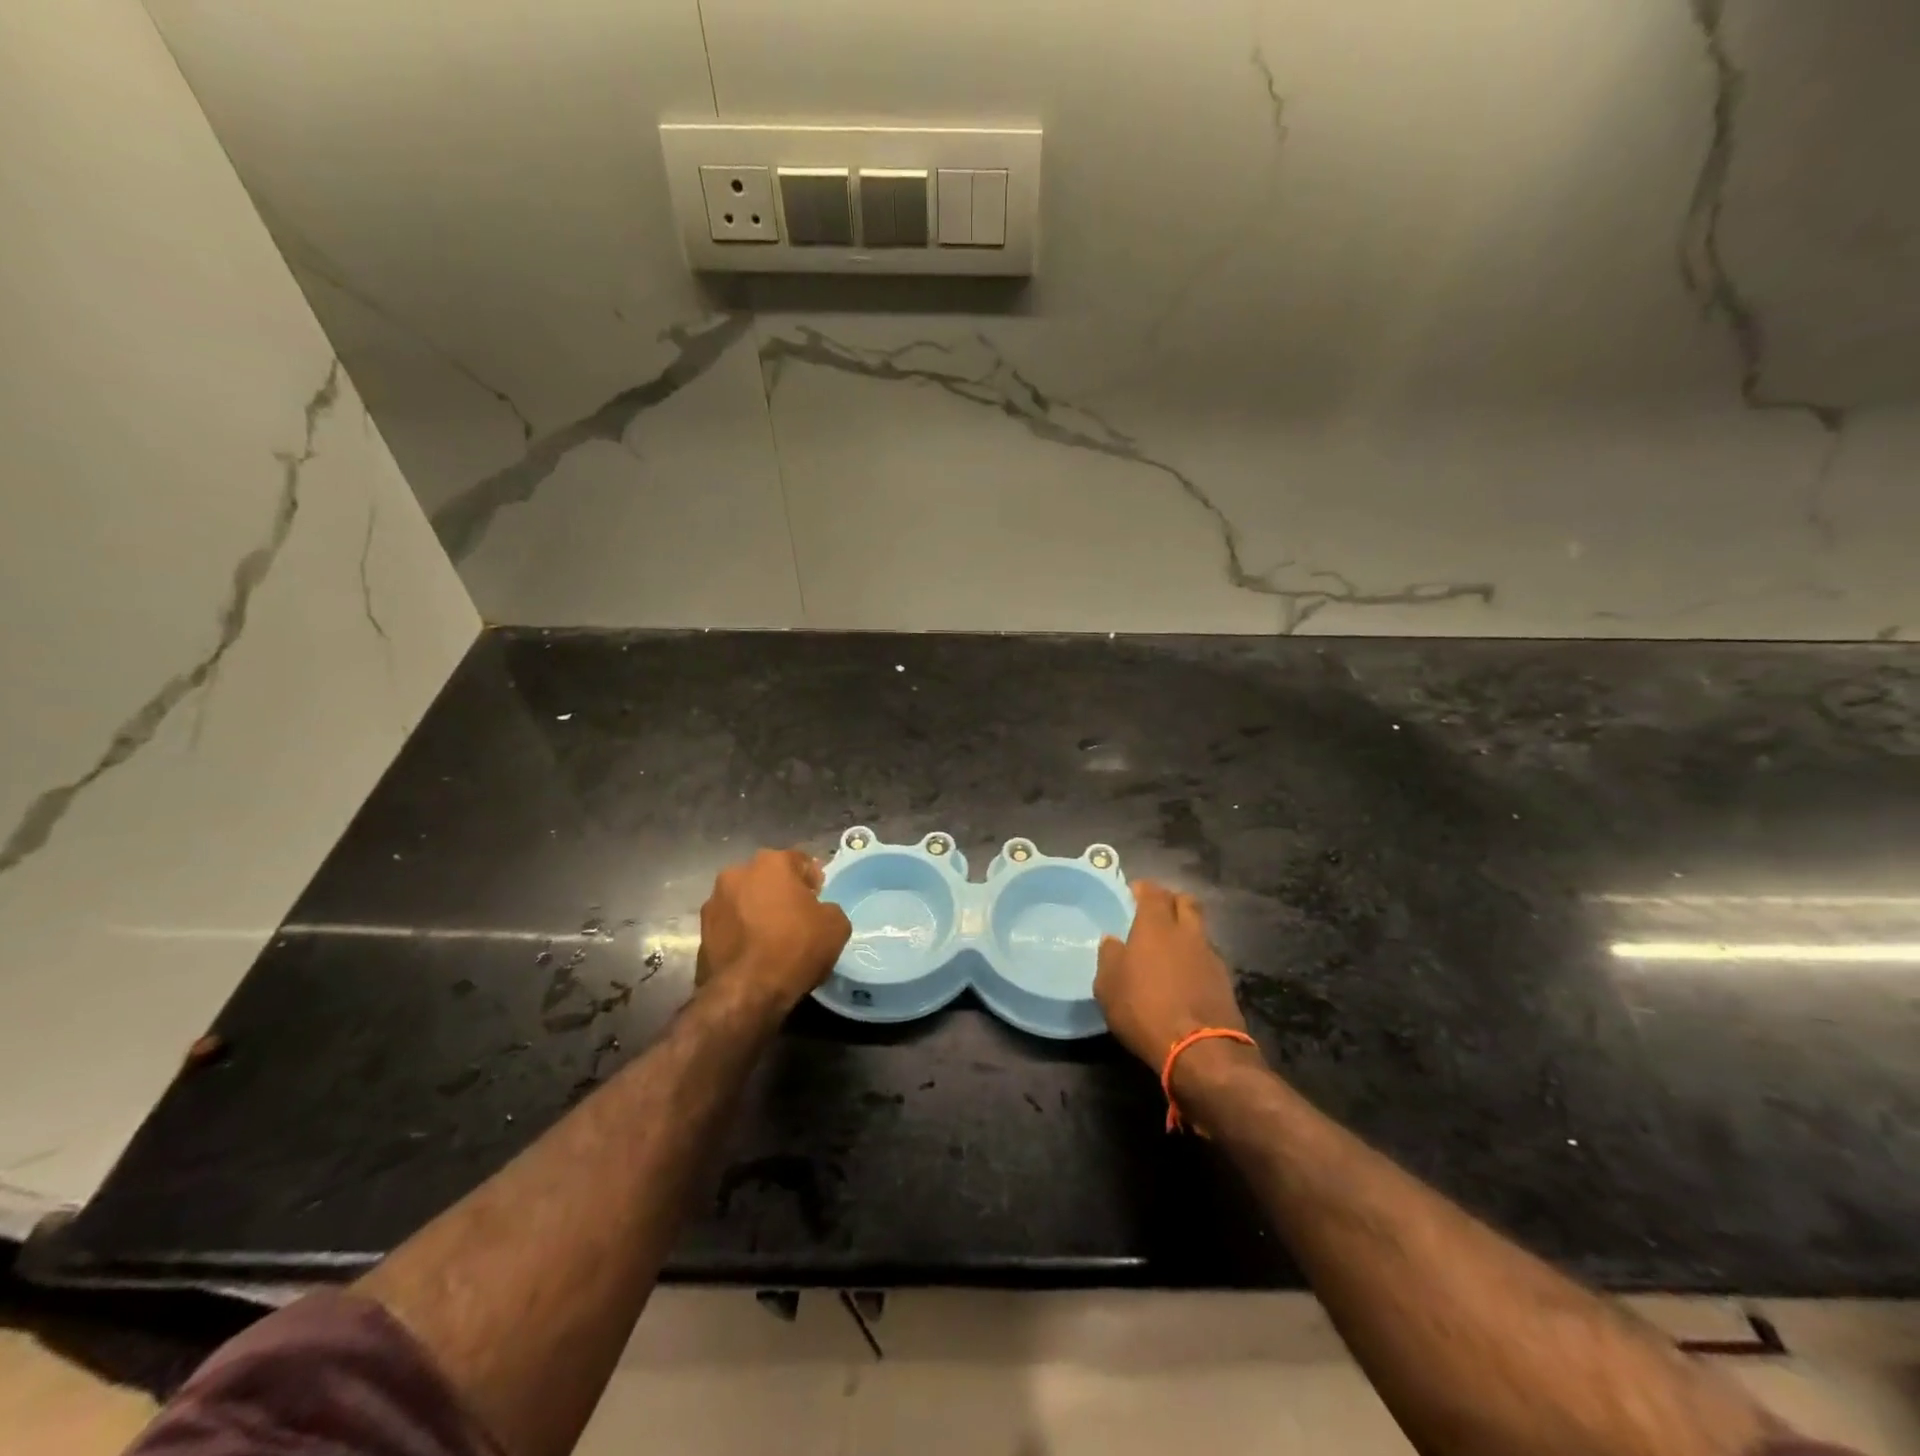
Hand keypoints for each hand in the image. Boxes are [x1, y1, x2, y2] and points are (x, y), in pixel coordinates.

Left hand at [696, 849, 850, 1018]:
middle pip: (767, 878)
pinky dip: (740, 934)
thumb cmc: (796, 947)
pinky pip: (729, 926)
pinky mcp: (701, 932)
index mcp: (771, 863)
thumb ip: (827, 908)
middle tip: (795, 917)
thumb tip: (818, 912)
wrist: (747, 992)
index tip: (818, 899)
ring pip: (744, 901)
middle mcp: (737, 873)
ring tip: (770, 938)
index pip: (799, 861)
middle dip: (780, 892)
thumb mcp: (836, 925)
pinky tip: (753, 954)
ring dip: (756, 911)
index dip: (812, 880)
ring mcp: (713, 902)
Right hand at [1095, 881, 1250, 1071]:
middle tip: (1156, 912)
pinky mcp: (1225, 980)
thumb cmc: (1144, 1010)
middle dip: (1171, 901)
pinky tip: (1185, 973)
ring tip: (1171, 946)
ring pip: (1199, 929)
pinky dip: (1196, 957)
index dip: (1143, 889)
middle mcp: (1186, 932)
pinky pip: (1207, 956)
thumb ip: (1109, 957)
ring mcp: (1210, 955)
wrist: (1200, 1049)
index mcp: (1156, 926)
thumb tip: (1112, 940)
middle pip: (1185, 902)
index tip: (1133, 893)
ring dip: (1186, 930)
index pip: (1153, 892)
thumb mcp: (1108, 986)